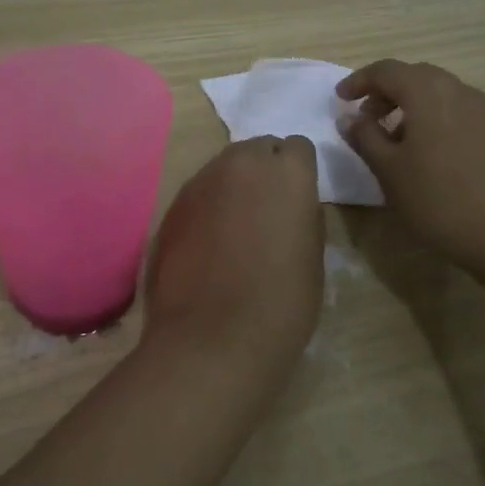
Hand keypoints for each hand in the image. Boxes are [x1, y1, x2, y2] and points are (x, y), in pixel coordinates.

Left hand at [142, 136, 323, 377]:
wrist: (212, 338)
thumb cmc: (281, 303)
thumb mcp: (313, 256)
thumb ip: (302, 214)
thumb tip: (290, 205)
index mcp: (286, 170)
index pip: (298, 148)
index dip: (299, 173)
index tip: (297, 200)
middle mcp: (241, 162)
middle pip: (258, 149)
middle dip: (265, 171)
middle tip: (267, 211)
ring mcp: (200, 181)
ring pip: (224, 168)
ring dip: (234, 186)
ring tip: (235, 228)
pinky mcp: (172, 204)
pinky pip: (198, 193)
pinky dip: (207, 208)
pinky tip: (208, 245)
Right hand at [337, 60, 484, 276]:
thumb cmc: (439, 200)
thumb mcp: (389, 171)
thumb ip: (365, 138)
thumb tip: (350, 118)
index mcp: (427, 92)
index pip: (386, 71)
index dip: (359, 81)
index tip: (340, 100)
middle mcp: (458, 90)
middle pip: (415, 76)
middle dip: (386, 92)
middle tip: (366, 118)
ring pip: (439, 93)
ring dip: (411, 106)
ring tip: (394, 139)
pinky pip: (458, 111)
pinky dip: (434, 119)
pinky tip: (429, 153)